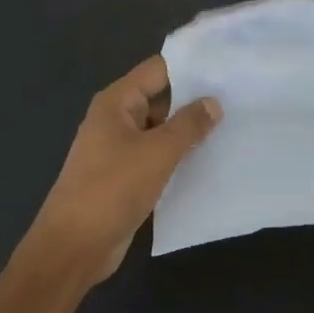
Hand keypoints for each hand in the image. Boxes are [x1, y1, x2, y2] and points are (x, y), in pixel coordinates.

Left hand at [26, 56, 220, 289]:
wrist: (74, 248)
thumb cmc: (112, 189)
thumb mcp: (157, 152)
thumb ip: (188, 125)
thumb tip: (213, 102)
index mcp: (117, 102)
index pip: (158, 69)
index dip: (191, 65)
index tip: (228, 65)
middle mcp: (117, 119)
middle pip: (161, 98)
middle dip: (196, 99)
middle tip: (239, 96)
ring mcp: (120, 149)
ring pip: (162, 129)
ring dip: (190, 130)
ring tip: (234, 124)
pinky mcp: (126, 176)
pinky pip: (158, 156)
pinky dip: (180, 155)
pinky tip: (211, 158)